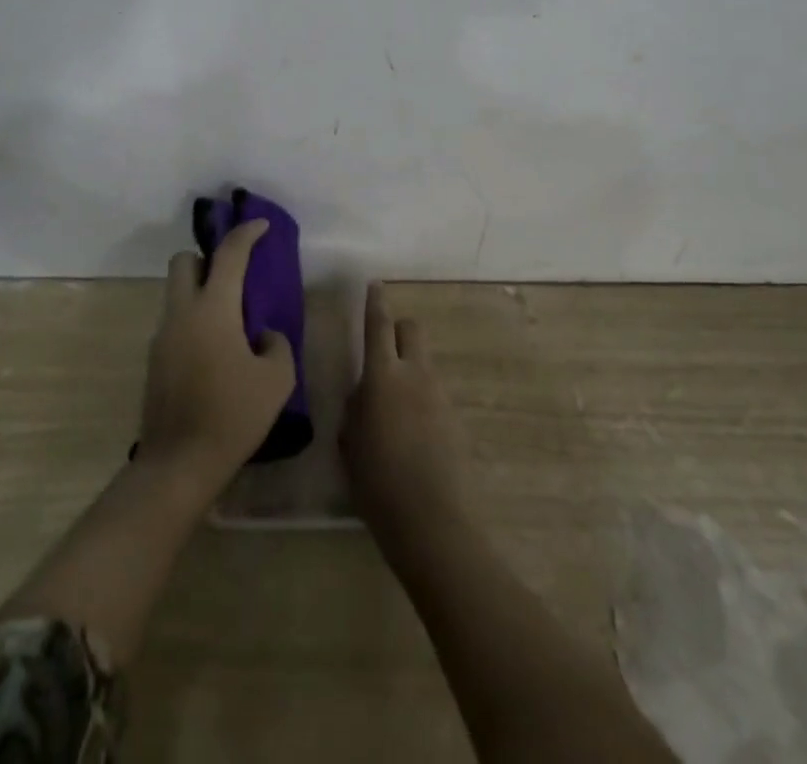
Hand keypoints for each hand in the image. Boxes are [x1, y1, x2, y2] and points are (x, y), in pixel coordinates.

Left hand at [139, 219, 296, 491]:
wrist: (178, 464)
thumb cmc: (233, 416)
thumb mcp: (276, 380)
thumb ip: (276, 344)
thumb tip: (263, 335)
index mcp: (213, 309)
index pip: (229, 254)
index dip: (246, 233)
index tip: (261, 225)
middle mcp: (182, 313)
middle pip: (184, 261)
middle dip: (207, 258)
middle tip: (234, 276)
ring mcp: (162, 336)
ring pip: (176, 292)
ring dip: (200, 291)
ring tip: (230, 320)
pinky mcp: (154, 360)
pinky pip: (175, 322)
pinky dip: (193, 321)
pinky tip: (215, 352)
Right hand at [341, 283, 468, 551]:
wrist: (432, 522)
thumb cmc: (377, 483)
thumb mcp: (350, 443)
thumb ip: (356, 408)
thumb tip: (364, 394)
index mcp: (382, 377)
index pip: (378, 325)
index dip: (375, 302)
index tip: (375, 284)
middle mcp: (415, 375)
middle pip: (411, 329)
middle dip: (398, 329)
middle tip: (383, 350)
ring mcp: (440, 395)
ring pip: (424, 362)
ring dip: (409, 368)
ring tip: (394, 408)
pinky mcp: (456, 418)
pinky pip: (434, 393)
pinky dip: (422, 399)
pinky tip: (412, 435)